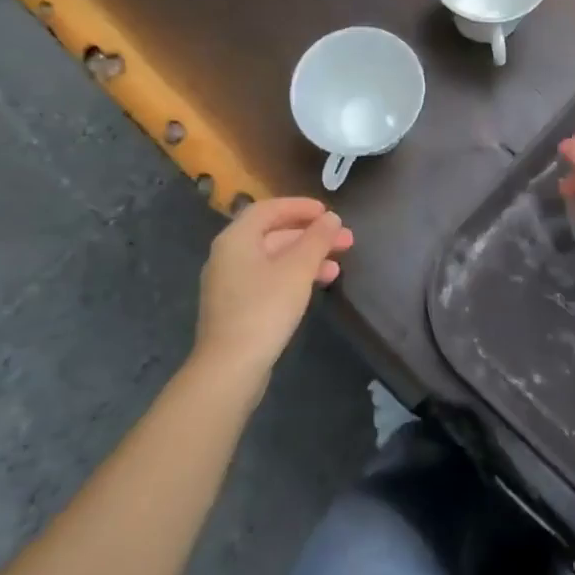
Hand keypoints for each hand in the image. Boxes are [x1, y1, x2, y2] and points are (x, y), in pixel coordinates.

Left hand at [194, 198, 352, 378]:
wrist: (230, 368)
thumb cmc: (264, 309)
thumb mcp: (298, 269)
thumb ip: (317, 239)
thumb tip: (331, 218)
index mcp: (237, 239)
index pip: (269, 209)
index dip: (300, 206)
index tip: (328, 213)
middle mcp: (229, 256)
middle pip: (274, 233)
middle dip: (311, 235)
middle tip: (345, 239)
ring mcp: (230, 283)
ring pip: (274, 259)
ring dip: (307, 257)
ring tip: (338, 266)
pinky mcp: (237, 307)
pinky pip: (269, 279)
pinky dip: (294, 276)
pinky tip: (317, 286)